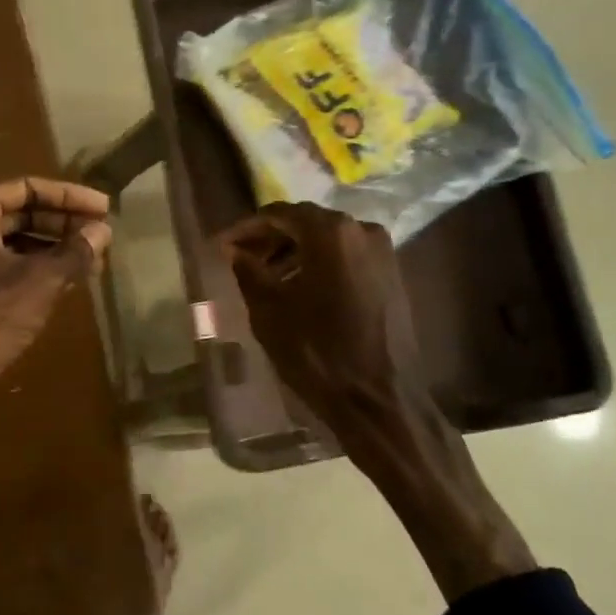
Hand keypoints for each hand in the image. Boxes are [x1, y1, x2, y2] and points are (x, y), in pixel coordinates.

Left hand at [0, 177, 112, 435]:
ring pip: (14, 244)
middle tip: (100, 236)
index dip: (68, 196)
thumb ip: (74, 252)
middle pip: (20, 214)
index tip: (103, 209)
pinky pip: (6, 271)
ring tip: (91, 262)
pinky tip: (66, 286)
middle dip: (62, 223)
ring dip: (53, 250)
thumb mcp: (40, 281)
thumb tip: (102, 232)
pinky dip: (36, 272)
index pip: (27, 188)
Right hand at [223, 202, 535, 601]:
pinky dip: (319, 265)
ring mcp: (383, 252)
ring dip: (294, 252)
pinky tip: (299, 289)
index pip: (278, 214)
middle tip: (242, 259)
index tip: (222, 245)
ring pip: (328, 241)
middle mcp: (361, 230)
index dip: (246, 228)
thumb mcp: (269, 311)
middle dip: (271, 238)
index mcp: (330, 232)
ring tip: (266, 277)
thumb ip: (249, 270)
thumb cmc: (317, 353)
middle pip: (305, 223)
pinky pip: (347, 258)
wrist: (381, 401)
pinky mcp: (393, 276)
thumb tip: (236, 251)